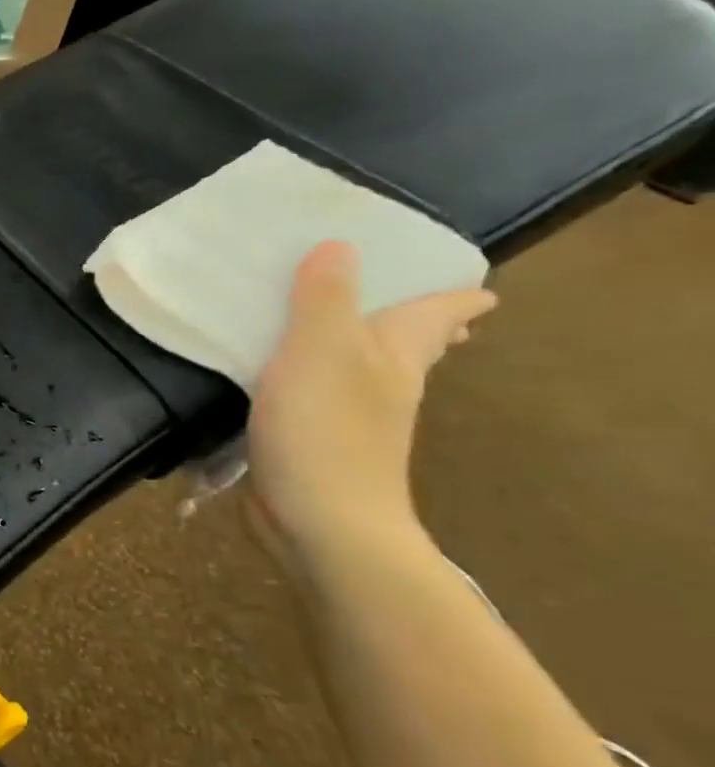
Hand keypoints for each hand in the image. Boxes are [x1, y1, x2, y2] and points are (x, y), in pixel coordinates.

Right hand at [246, 241, 494, 562]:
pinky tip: (290, 383)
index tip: (476, 286)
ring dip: (369, 353)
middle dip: (426, 329)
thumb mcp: (318, 351)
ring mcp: (353, 422)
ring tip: (349, 336)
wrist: (320, 521)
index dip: (456, 298)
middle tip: (434, 311)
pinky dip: (319, 382)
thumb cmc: (325, 430)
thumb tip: (340, 245)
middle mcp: (384, 387)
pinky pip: (322, 399)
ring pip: (368, 373)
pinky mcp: (315, 445)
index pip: (437, 317)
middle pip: (414, 349)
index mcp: (394, 358)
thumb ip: (324, 299)